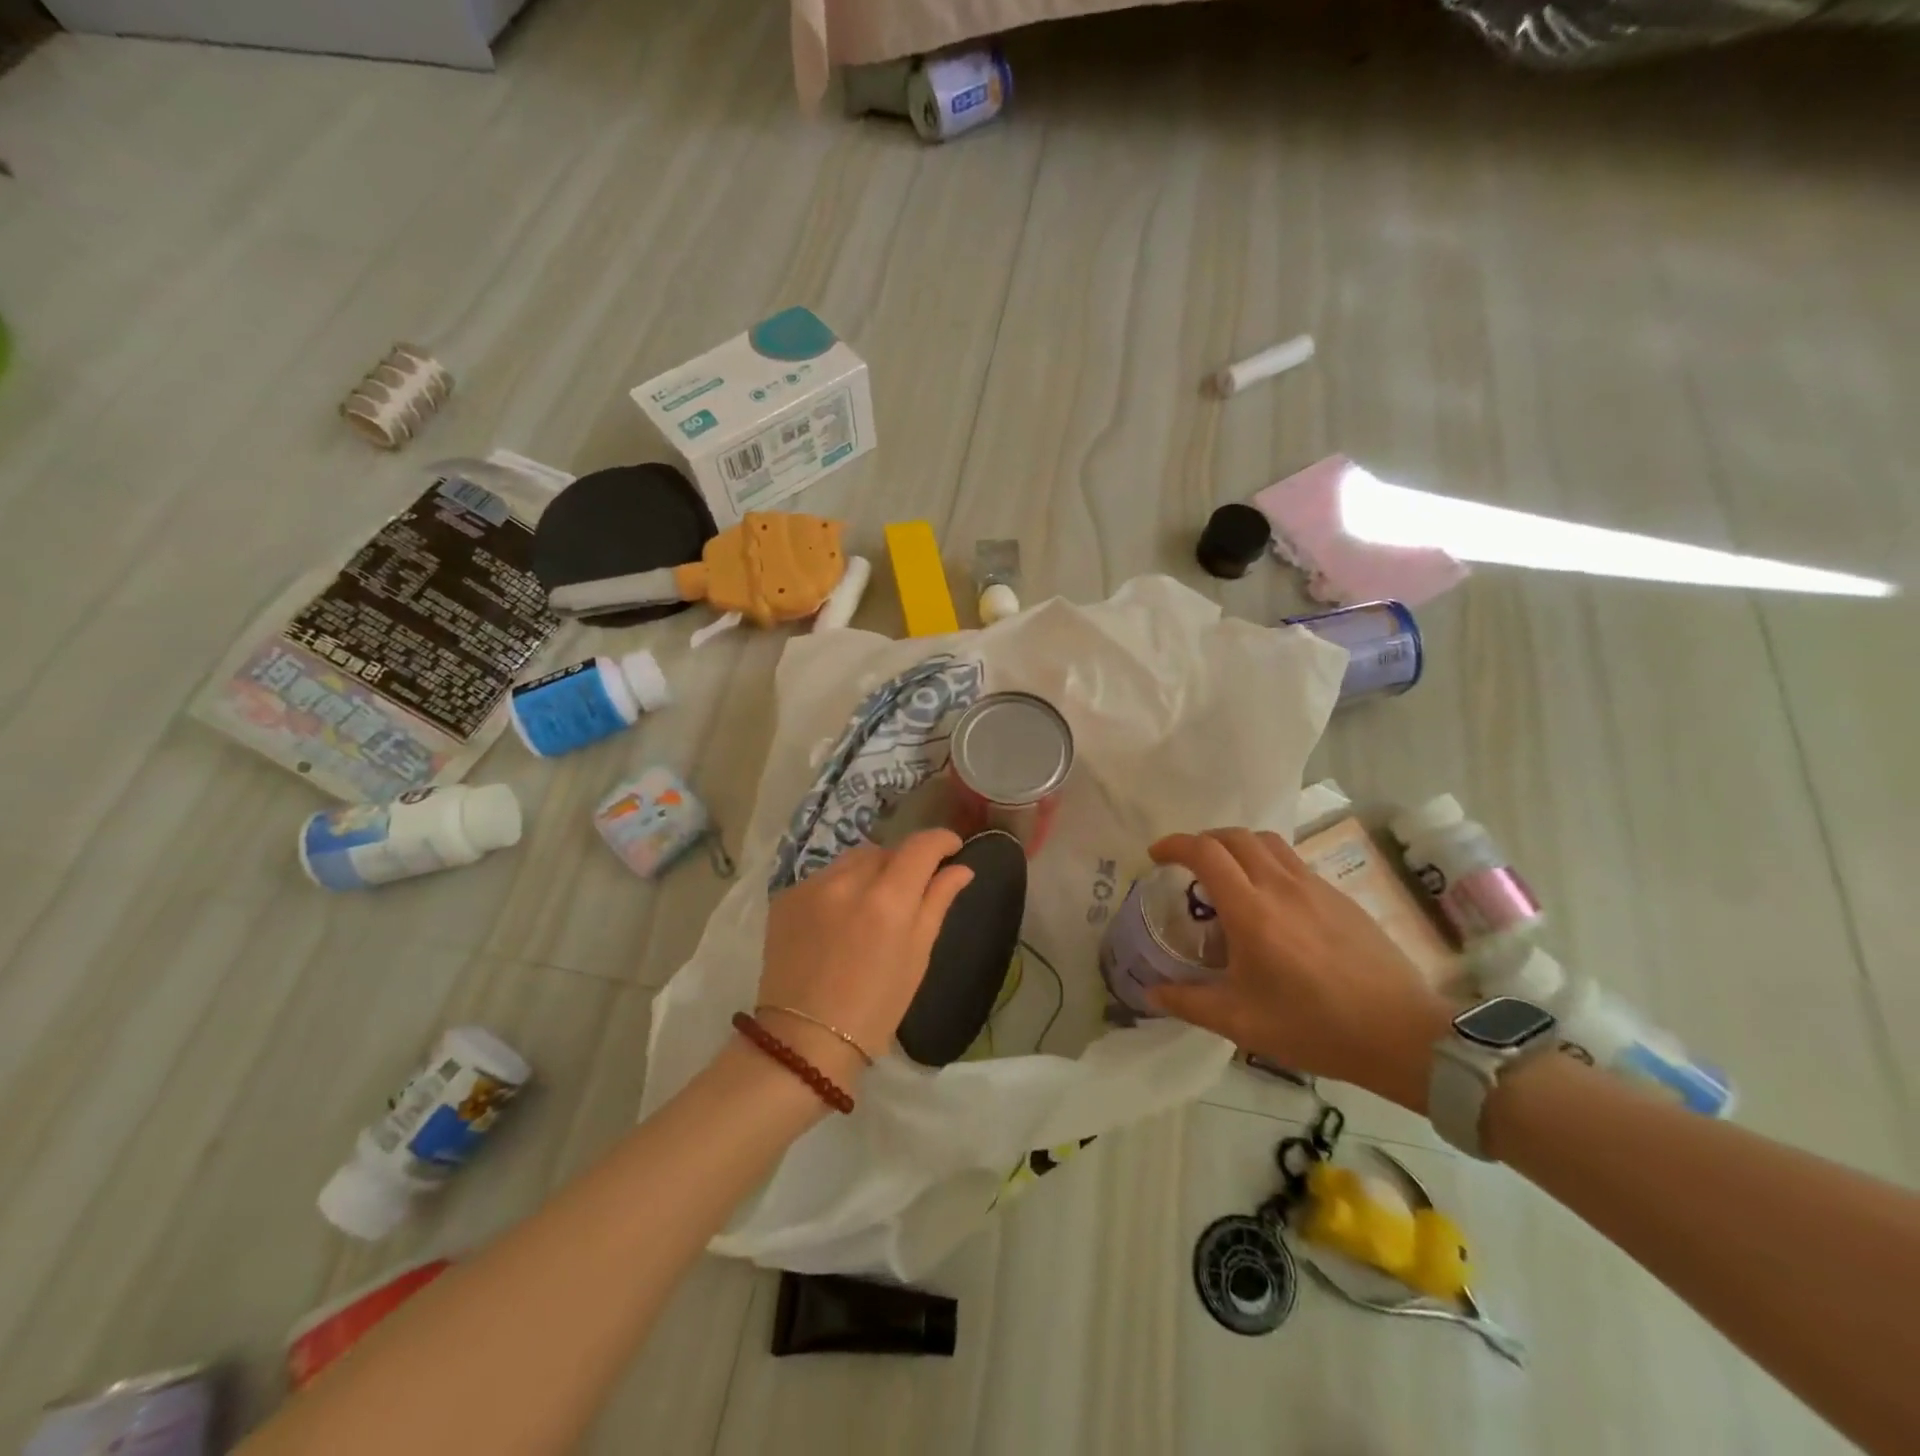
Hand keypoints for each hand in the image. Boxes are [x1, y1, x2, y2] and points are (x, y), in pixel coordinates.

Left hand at [758, 830, 974, 1081]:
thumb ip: (937, 902)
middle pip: (885, 850)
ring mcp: (811, 887)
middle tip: (909, 891)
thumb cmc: (876, 1007)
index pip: (920, 846)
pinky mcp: (785, 897)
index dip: (941, 840)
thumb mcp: (917, 956)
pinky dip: (839, 888)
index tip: (952, 848)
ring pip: (852, 860)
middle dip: (903, 862)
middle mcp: (847, 881)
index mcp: (888, 899)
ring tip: (871, 905)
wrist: (805, 1042)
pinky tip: (838, 920)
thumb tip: (960, 868)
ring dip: (869, 872)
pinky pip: (823, 877)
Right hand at [1145, 829, 1455, 1111]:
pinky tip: (1271, 901)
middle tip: (1187, 865)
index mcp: (1251, 910)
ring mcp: (1315, 887)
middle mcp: (1281, 885)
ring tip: (1227, 873)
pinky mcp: (1340, 897)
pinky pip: (1293, 862)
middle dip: (1203, 841)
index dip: (1174, 845)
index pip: (1205, 853)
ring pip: (1268, 841)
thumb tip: (1150, 993)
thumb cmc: (1314, 1027)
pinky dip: (1268, 863)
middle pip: (1234, 836)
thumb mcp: (1241, 1023)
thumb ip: (1189, 1002)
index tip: (1156, 857)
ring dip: (1237, 846)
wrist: (1403, 1035)